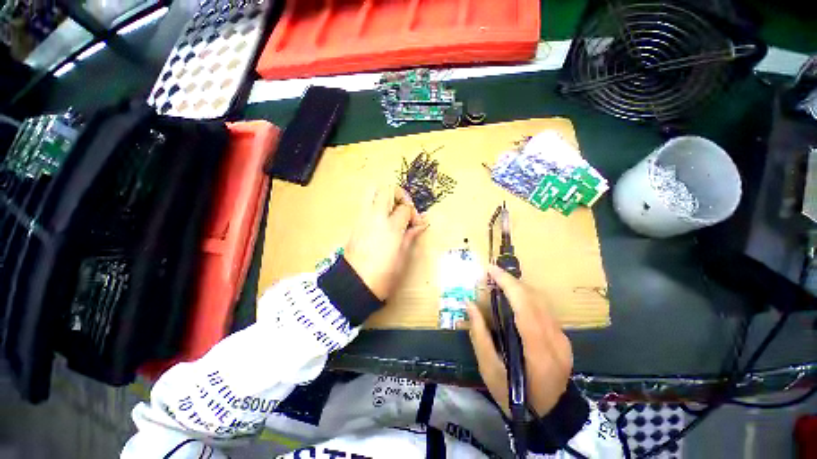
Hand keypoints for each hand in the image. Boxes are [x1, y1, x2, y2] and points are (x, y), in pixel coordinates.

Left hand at [344, 186, 427, 300]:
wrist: (354, 283)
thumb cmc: (383, 274)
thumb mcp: (402, 256)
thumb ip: (411, 235)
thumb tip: (421, 224)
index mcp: (391, 227)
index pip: (405, 208)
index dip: (414, 213)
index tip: (416, 224)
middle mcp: (376, 217)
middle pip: (387, 189)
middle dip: (399, 194)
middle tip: (404, 208)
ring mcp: (363, 218)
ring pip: (373, 192)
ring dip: (386, 196)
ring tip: (393, 211)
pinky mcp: (355, 223)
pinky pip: (366, 204)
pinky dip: (376, 204)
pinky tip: (383, 220)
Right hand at [467, 265, 572, 416]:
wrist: (549, 417)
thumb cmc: (514, 397)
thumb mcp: (489, 370)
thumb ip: (479, 334)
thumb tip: (469, 304)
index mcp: (538, 351)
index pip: (525, 307)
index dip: (508, 284)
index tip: (490, 270)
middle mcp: (555, 340)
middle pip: (535, 299)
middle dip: (511, 281)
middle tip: (490, 276)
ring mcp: (563, 339)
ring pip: (542, 301)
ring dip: (519, 287)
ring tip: (499, 284)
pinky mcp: (563, 338)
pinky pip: (544, 309)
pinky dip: (526, 297)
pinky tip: (513, 299)